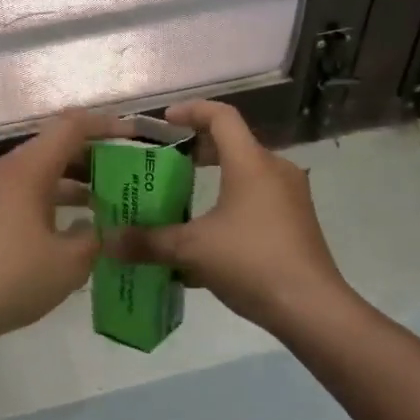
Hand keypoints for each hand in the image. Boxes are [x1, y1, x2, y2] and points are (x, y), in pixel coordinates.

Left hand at [0, 110, 132, 345]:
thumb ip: (95, 238)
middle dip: (93, 156)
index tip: (135, 136)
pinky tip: (72, 229)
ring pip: (39, 172)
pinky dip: (51, 200)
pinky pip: (24, 193)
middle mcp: (5, 170)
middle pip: (54, 146)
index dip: (106, 126)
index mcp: (26, 169)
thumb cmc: (11, 277)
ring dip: (73, 182)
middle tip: (128, 170)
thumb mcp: (68, 262)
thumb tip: (103, 229)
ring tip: (109, 201)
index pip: (71, 127)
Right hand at [108, 100, 349, 332]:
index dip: (192, 111)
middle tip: (168, 161)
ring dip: (216, 179)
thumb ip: (148, 242)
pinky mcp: (297, 222)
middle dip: (199, 149)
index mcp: (251, 163)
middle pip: (234, 143)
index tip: (165, 121)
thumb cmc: (252, 262)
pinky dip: (232, 203)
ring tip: (184, 198)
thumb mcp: (192, 250)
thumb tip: (107, 242)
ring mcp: (291, 197)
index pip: (222, 116)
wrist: (312, 308)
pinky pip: (258, 199)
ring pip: (247, 173)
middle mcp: (275, 170)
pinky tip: (210, 237)